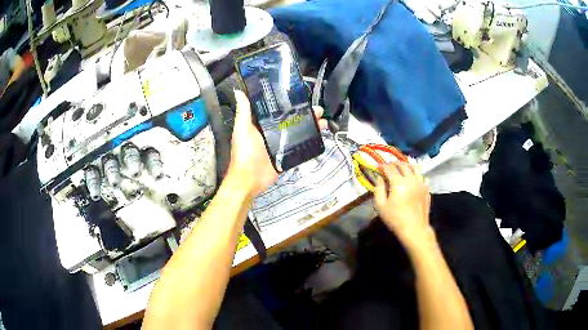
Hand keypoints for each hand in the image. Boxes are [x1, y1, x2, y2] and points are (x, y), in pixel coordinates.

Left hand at [228, 90, 326, 196]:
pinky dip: (309, 142)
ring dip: (311, 127)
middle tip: (319, 110)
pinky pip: (300, 147)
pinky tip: (320, 137)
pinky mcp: (286, 155)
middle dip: (306, 114)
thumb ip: (243, 111)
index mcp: (262, 124)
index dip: (291, 103)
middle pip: (292, 120)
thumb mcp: (243, 129)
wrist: (249, 179)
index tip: (303, 96)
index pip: (279, 110)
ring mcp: (281, 144)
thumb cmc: (245, 152)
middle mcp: (273, 132)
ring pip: (298, 132)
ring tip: (323, 122)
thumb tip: (238, 90)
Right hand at [374, 162, 432, 248]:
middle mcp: (411, 178)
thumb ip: (378, 189)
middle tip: (389, 166)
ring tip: (403, 168)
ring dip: (407, 165)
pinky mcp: (427, 189)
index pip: (389, 168)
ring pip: (415, 167)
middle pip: (403, 165)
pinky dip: (417, 175)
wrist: (414, 229)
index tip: (377, 167)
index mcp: (398, 182)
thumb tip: (379, 178)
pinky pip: (423, 177)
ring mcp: (421, 183)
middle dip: (394, 163)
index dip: (382, 165)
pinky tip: (414, 179)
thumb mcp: (380, 205)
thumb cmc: (395, 219)